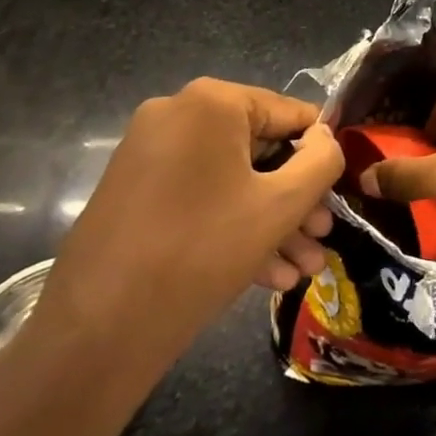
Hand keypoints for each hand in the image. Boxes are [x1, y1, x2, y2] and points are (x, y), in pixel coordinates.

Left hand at [33, 79, 343, 389]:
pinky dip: (232, 227)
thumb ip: (321, 161)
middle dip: (297, 199)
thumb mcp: (281, 205)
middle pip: (260, 150)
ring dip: (271, 221)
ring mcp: (149, 154)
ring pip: (231, 181)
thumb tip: (327, 138)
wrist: (95, 332)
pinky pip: (199, 198)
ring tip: (304, 268)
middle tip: (322, 236)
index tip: (339, 194)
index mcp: (212, 102)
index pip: (291, 114)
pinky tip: (268, 276)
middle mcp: (176, 115)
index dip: (322, 153)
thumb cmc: (202, 250)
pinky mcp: (133, 193)